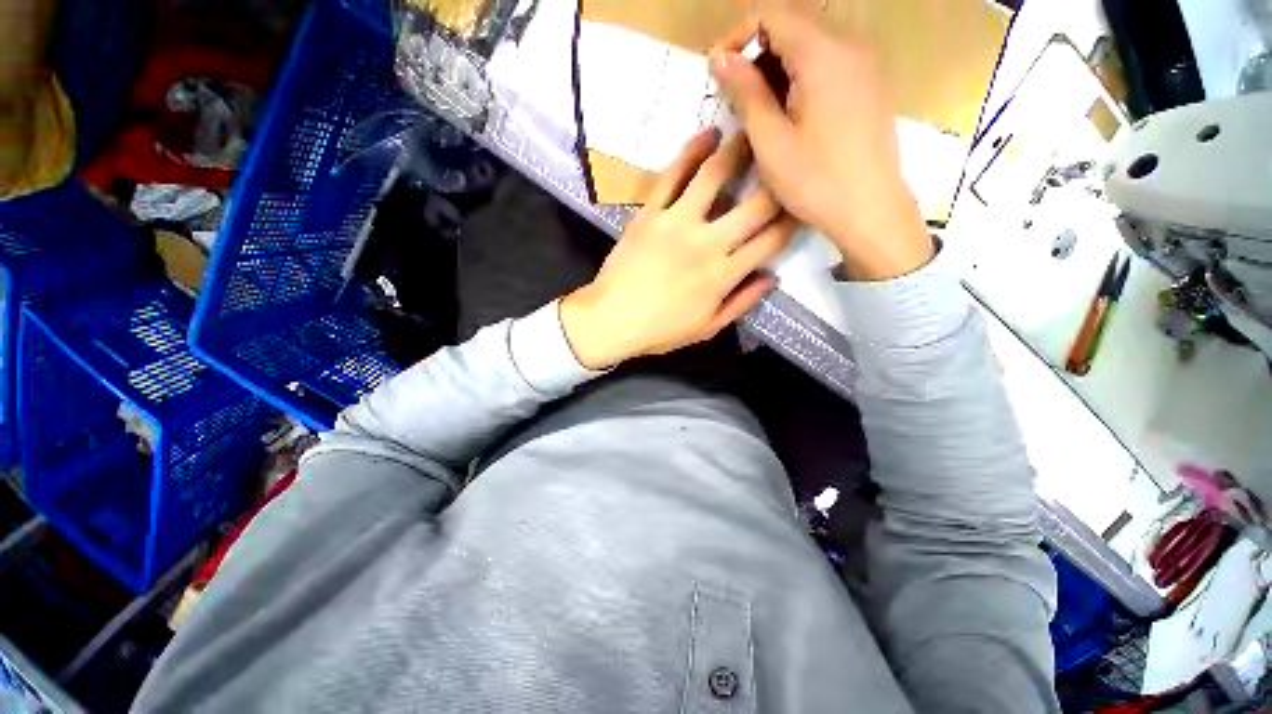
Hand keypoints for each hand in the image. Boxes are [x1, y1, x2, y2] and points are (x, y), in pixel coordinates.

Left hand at [560, 129, 795, 369]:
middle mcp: (707, 242)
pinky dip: (691, 151)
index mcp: (724, 275)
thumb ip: (741, 303)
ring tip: (755, 130)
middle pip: (756, 204)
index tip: (805, 206)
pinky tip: (707, 135)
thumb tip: (772, 277)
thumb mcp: (707, 328)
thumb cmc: (660, 330)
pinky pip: (672, 175)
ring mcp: (677, 222)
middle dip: (780, 182)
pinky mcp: (650, 212)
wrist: (610, 319)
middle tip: (791, 162)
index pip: (772, 241)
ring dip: (740, 150)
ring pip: (715, 176)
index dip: (794, 221)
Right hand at [709, 0, 932, 280]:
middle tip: (735, 93)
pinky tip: (788, 111)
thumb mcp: (771, 140)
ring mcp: (864, 64)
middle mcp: (849, 45)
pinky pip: (829, 62)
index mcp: (823, 54)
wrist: (870, 210)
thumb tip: (721, 58)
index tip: (718, 72)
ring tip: (758, 107)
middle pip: (793, 23)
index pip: (772, 13)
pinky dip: (800, 75)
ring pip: (811, 42)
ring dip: (777, 65)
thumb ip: (746, 92)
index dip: (738, 36)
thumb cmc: (815, 181)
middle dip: (757, 50)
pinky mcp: (868, 85)